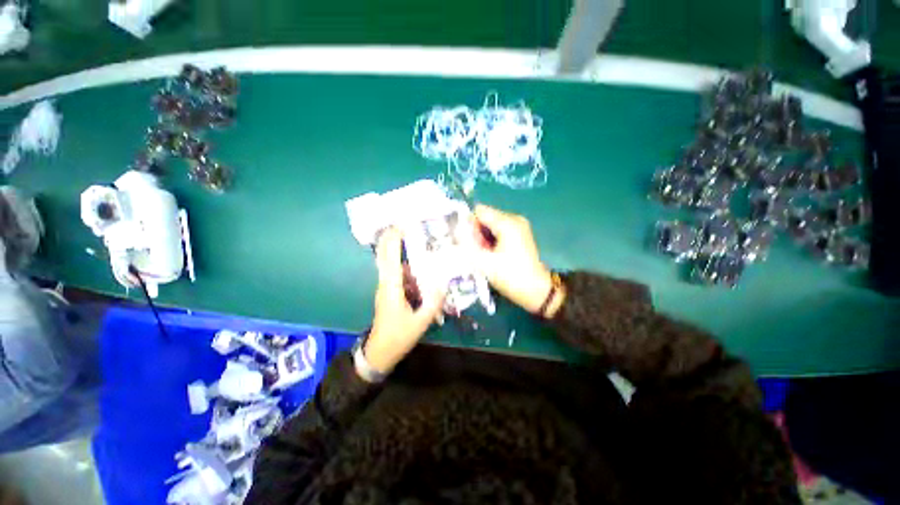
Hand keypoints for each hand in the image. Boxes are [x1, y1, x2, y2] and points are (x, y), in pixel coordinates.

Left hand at [364, 228, 444, 374]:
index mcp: (391, 287)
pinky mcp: (389, 292)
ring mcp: (386, 287)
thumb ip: (433, 301)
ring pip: (391, 263)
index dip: (394, 239)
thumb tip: (443, 282)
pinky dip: (405, 264)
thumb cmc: (398, 337)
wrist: (380, 352)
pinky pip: (397, 273)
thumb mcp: (421, 321)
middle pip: (385, 255)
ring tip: (417, 240)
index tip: (402, 224)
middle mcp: (386, 283)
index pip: (390, 257)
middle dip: (392, 237)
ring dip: (399, 249)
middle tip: (406, 224)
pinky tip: (420, 265)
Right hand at [473, 205, 564, 316]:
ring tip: (486, 255)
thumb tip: (457, 230)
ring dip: (483, 237)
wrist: (535, 291)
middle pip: (486, 217)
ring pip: (491, 224)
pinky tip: (493, 254)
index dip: (469, 225)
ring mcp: (518, 226)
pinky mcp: (520, 233)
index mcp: (507, 222)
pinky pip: (499, 230)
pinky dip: (491, 239)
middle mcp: (514, 219)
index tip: (470, 242)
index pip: (479, 211)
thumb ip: (467, 244)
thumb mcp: (484, 262)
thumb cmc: (510, 276)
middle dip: (477, 233)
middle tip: (479, 252)